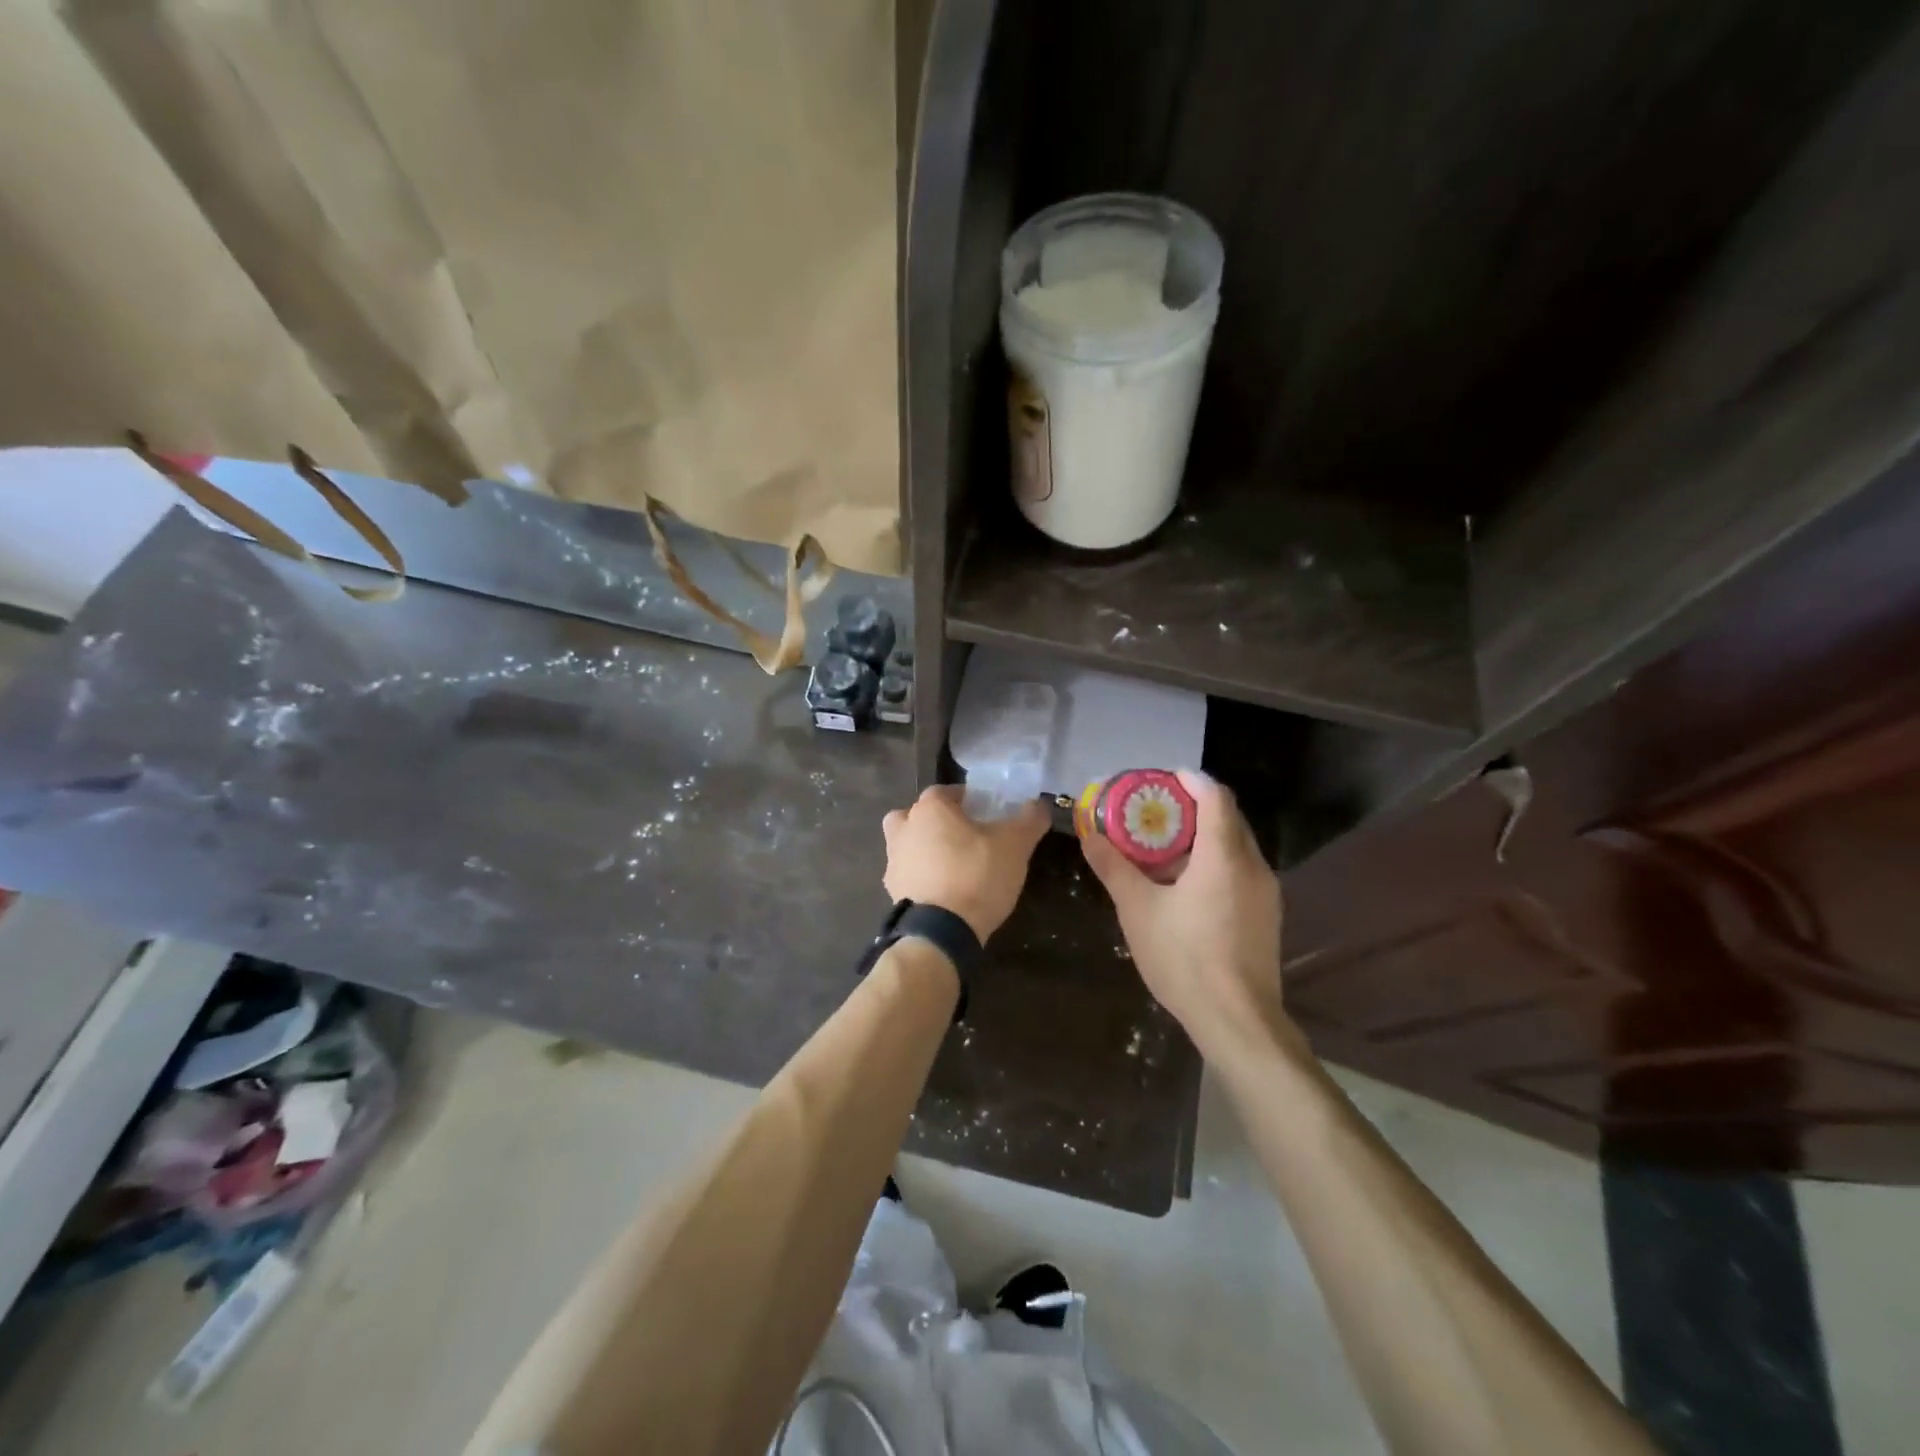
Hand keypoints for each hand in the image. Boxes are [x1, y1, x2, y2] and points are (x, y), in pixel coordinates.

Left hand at [882, 787, 1048, 942]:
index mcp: (930, 808)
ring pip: (908, 843)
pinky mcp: (892, 890)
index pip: (948, 791)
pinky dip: (921, 877)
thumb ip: (1029, 820)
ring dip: (925, 848)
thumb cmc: (977, 875)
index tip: (987, 814)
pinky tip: (944, 890)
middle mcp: (904, 827)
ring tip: (953, 865)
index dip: (969, 800)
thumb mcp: (1015, 845)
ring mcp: (893, 860)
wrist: (940, 932)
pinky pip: (908, 873)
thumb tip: (1039, 804)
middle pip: (920, 814)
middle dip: (939, 821)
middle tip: (966, 837)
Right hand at [1082, 770, 1288, 1053]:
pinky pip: (1241, 871)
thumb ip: (1114, 868)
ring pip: (1235, 847)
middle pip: (1228, 818)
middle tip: (1155, 811)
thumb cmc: (1184, 957)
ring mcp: (1266, 893)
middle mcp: (1253, 865)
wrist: (1237, 1020)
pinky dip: (1215, 862)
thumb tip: (1089, 836)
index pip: (1215, 796)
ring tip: (1164, 848)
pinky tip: (1186, 886)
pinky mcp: (1266, 916)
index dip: (1190, 780)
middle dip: (1193, 807)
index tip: (1163, 778)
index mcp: (1224, 855)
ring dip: (1203, 837)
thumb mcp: (1137, 910)